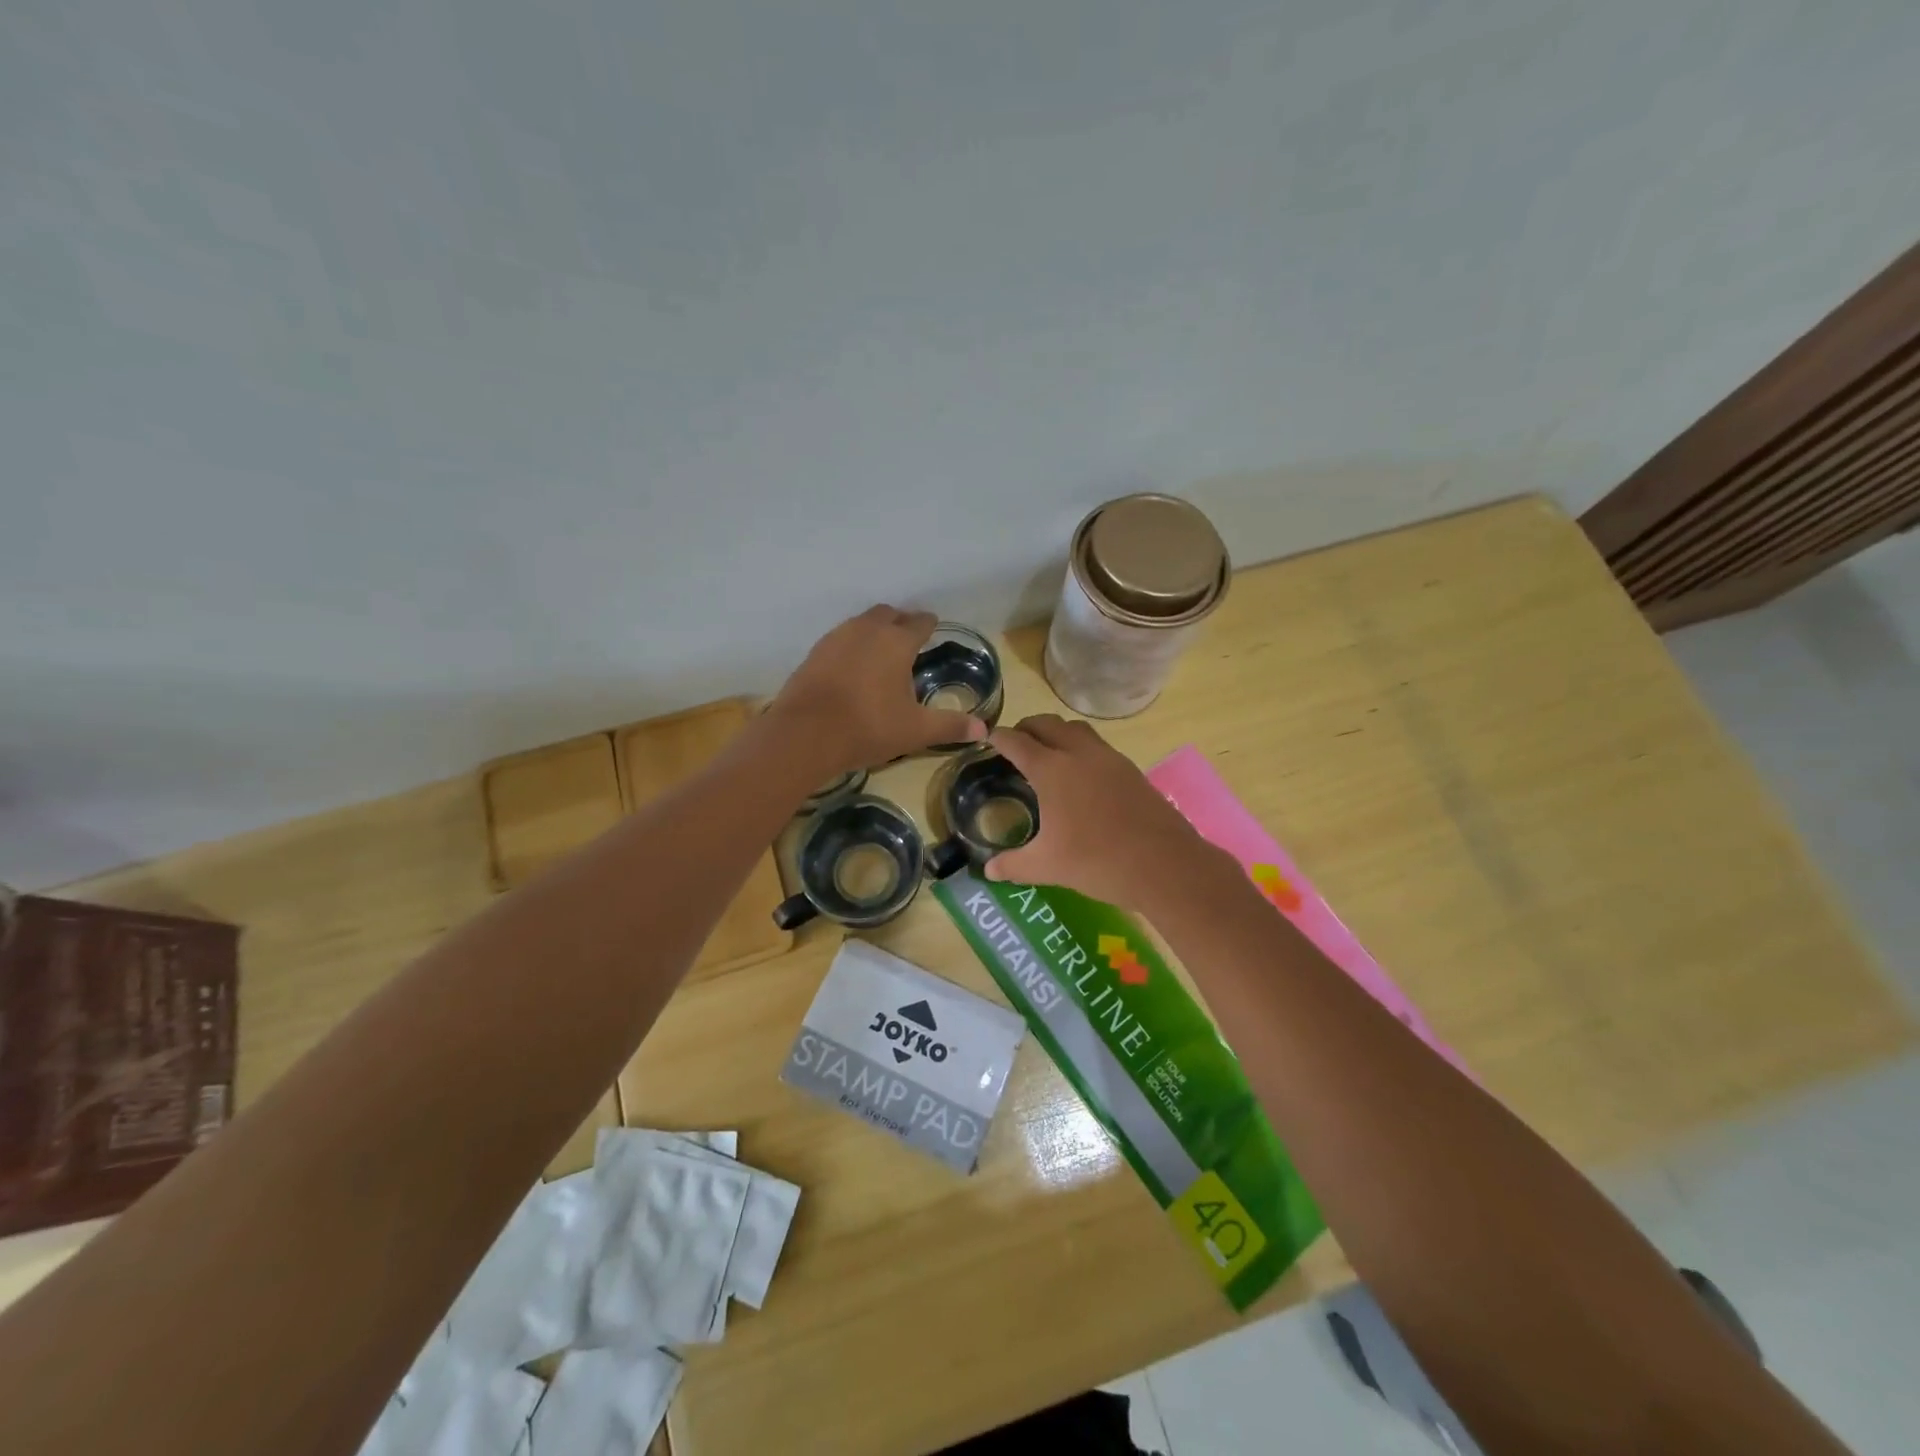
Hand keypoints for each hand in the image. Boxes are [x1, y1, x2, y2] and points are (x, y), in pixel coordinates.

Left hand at [771, 606, 986, 774]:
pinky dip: (851, 646)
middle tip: (908, 639)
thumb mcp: (916, 730)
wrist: (805, 734)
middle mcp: (867, 630)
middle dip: (901, 622)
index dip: (929, 625)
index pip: (920, 623)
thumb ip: (951, 726)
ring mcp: (837, 638)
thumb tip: (984, 731)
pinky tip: (852, 668)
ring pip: (861, 623)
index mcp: (897, 641)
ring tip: (881, 653)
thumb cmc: (869, 727)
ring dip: (874, 631)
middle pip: (888, 614)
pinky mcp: (814, 652)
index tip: (933, 628)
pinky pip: (840, 639)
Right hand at [983, 714, 1226, 907]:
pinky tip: (1081, 777)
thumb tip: (988, 870)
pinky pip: (1098, 746)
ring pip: (1076, 729)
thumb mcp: (1046, 866)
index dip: (998, 737)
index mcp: (1051, 769)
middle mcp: (1079, 753)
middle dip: (1027, 728)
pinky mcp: (1131, 770)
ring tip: (1047, 755)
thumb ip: (1013, 865)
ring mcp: (1109, 758)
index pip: (1016, 741)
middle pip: (1047, 724)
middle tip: (1015, 744)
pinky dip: (1081, 749)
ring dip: (1057, 733)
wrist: (1163, 864)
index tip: (988, 738)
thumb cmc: (1096, 861)